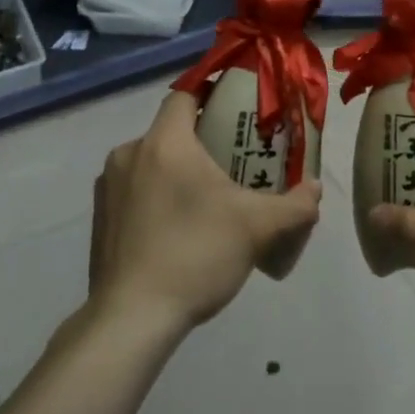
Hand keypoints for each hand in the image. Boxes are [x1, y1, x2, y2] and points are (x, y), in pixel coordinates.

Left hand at [89, 91, 320, 336]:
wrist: (131, 318)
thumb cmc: (195, 255)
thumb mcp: (257, 228)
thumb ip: (295, 205)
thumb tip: (314, 189)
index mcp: (164, 142)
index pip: (185, 95)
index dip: (210, 95)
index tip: (235, 110)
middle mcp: (129, 153)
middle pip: (170, 131)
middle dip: (200, 141)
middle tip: (232, 162)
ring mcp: (108, 186)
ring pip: (150, 162)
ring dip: (176, 172)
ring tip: (206, 201)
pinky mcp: (99, 217)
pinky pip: (134, 191)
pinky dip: (155, 197)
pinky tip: (176, 230)